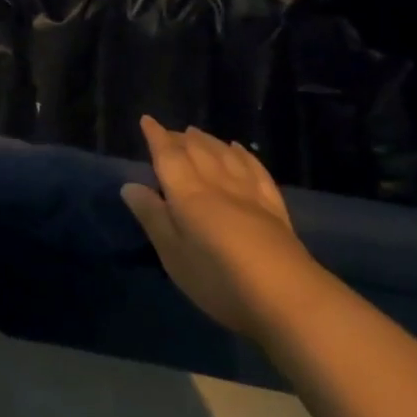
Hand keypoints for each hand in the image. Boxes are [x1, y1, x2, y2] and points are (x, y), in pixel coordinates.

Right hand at [122, 116, 317, 339]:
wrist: (286, 296)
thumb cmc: (218, 278)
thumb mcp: (173, 254)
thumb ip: (152, 217)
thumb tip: (129, 185)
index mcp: (188, 193)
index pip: (168, 156)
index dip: (156, 137)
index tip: (147, 120)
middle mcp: (217, 183)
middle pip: (197, 150)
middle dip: (180, 138)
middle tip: (170, 132)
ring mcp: (249, 192)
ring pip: (225, 155)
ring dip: (208, 141)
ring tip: (197, 133)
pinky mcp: (273, 207)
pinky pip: (255, 169)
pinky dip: (244, 155)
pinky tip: (239, 150)